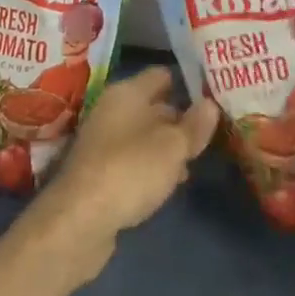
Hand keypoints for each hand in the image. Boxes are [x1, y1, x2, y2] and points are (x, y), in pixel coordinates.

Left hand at [30, 67, 217, 283]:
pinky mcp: (100, 171)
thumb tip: (210, 104)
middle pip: (154, 105)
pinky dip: (152, 166)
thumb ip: (194, 125)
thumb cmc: (131, 170)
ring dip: (168, 145)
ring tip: (198, 158)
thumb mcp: (173, 147)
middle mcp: (112, 110)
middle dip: (182, 117)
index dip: (189, 83)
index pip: (162, 75)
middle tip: (214, 129)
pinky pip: (134, 158)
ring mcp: (103, 141)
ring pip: (145, 134)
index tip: (215, 94)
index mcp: (127, 92)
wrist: (80, 220)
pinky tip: (171, 182)